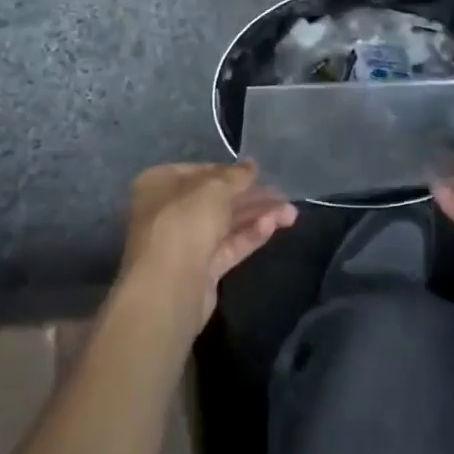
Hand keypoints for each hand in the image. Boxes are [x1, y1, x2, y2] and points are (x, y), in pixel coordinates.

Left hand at [119, 162, 297, 330]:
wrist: (167, 287)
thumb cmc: (184, 221)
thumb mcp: (214, 188)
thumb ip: (237, 176)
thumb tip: (252, 166)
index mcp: (161, 183)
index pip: (202, 172)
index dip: (232, 172)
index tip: (260, 172)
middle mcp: (170, 210)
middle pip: (217, 199)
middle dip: (252, 197)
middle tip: (284, 195)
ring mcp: (185, 242)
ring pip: (226, 223)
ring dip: (258, 216)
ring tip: (291, 213)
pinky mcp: (201, 269)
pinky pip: (229, 245)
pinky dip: (250, 235)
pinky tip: (273, 226)